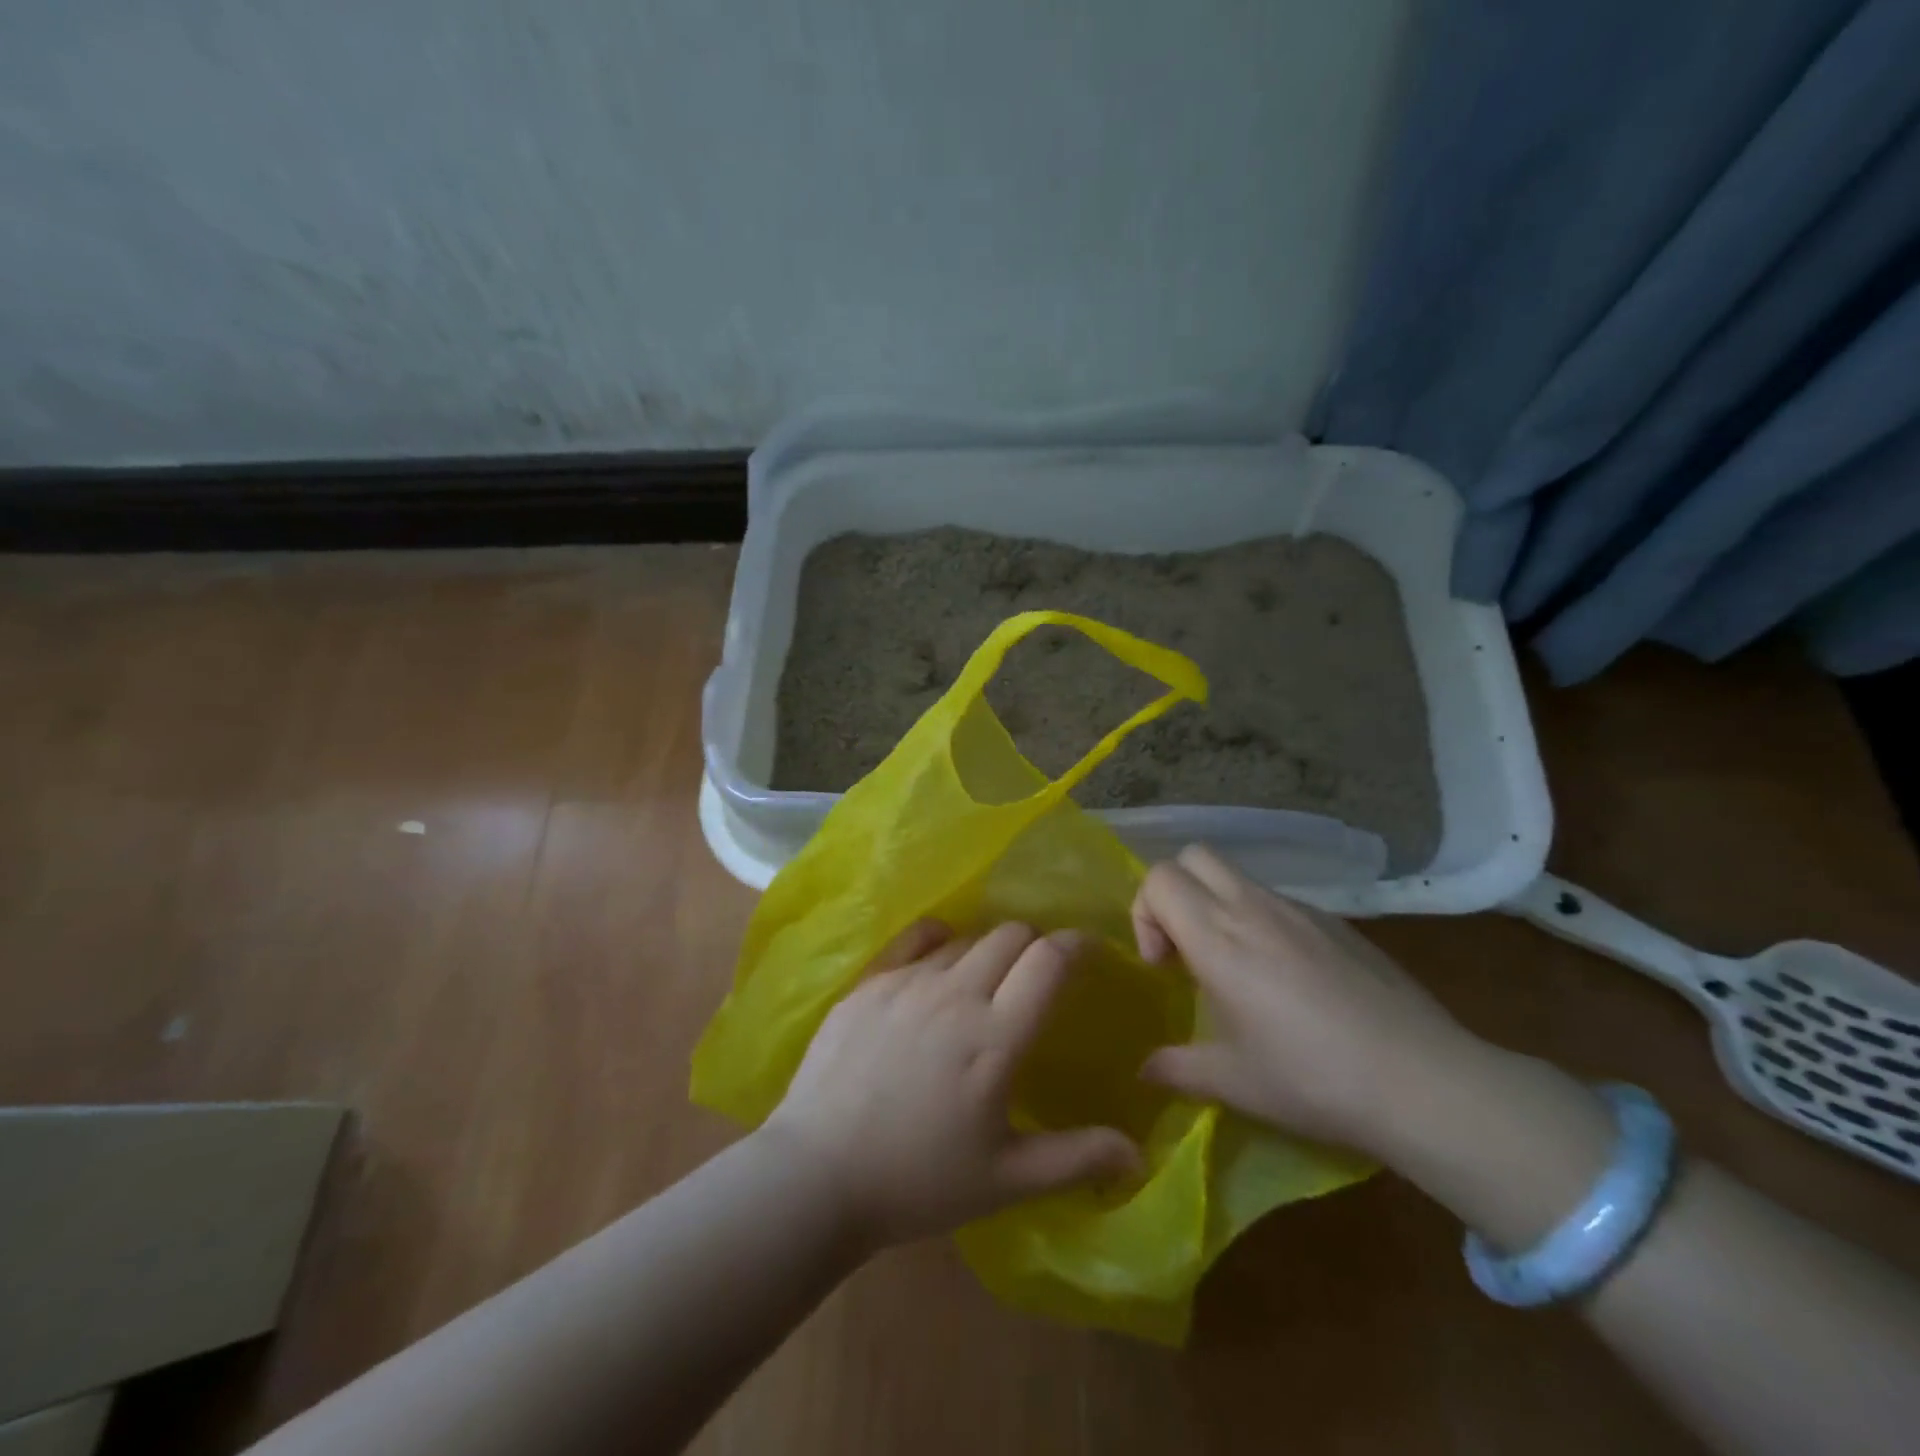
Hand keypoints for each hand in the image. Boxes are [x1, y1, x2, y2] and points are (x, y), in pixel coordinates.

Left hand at [764, 920, 1141, 1249]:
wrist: (817, 1174)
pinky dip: (938, 942)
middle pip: (1010, 934)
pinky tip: (937, 961)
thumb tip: (1137, 1154)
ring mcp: (907, 982)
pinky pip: (914, 940)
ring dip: (986, 951)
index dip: (1077, 945)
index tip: (1088, 951)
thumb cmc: (918, 1181)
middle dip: (1033, 945)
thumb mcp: (1005, 1180)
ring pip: (964, 938)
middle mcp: (955, 993)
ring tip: (983, 983)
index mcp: (995, 1036)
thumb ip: (1075, 1159)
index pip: (1049, 960)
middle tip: (1034, 977)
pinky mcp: (869, 983)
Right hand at [1132, 844, 1474, 1156]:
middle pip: (1194, 855)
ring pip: (1238, 876)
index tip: (1162, 965)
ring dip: (1220, 906)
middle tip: (1187, 948)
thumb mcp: (1232, 1082)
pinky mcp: (1338, 923)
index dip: (1145, 913)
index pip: (1159, 877)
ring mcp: (1301, 910)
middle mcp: (1253, 907)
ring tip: (1239, 968)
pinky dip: (1263, 922)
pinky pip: (1280, 902)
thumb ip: (1175, 1069)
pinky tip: (1291, 981)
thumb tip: (1143, 1071)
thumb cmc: (1311, 1078)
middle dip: (1176, 892)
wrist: (1421, 1081)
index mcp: (1218, 936)